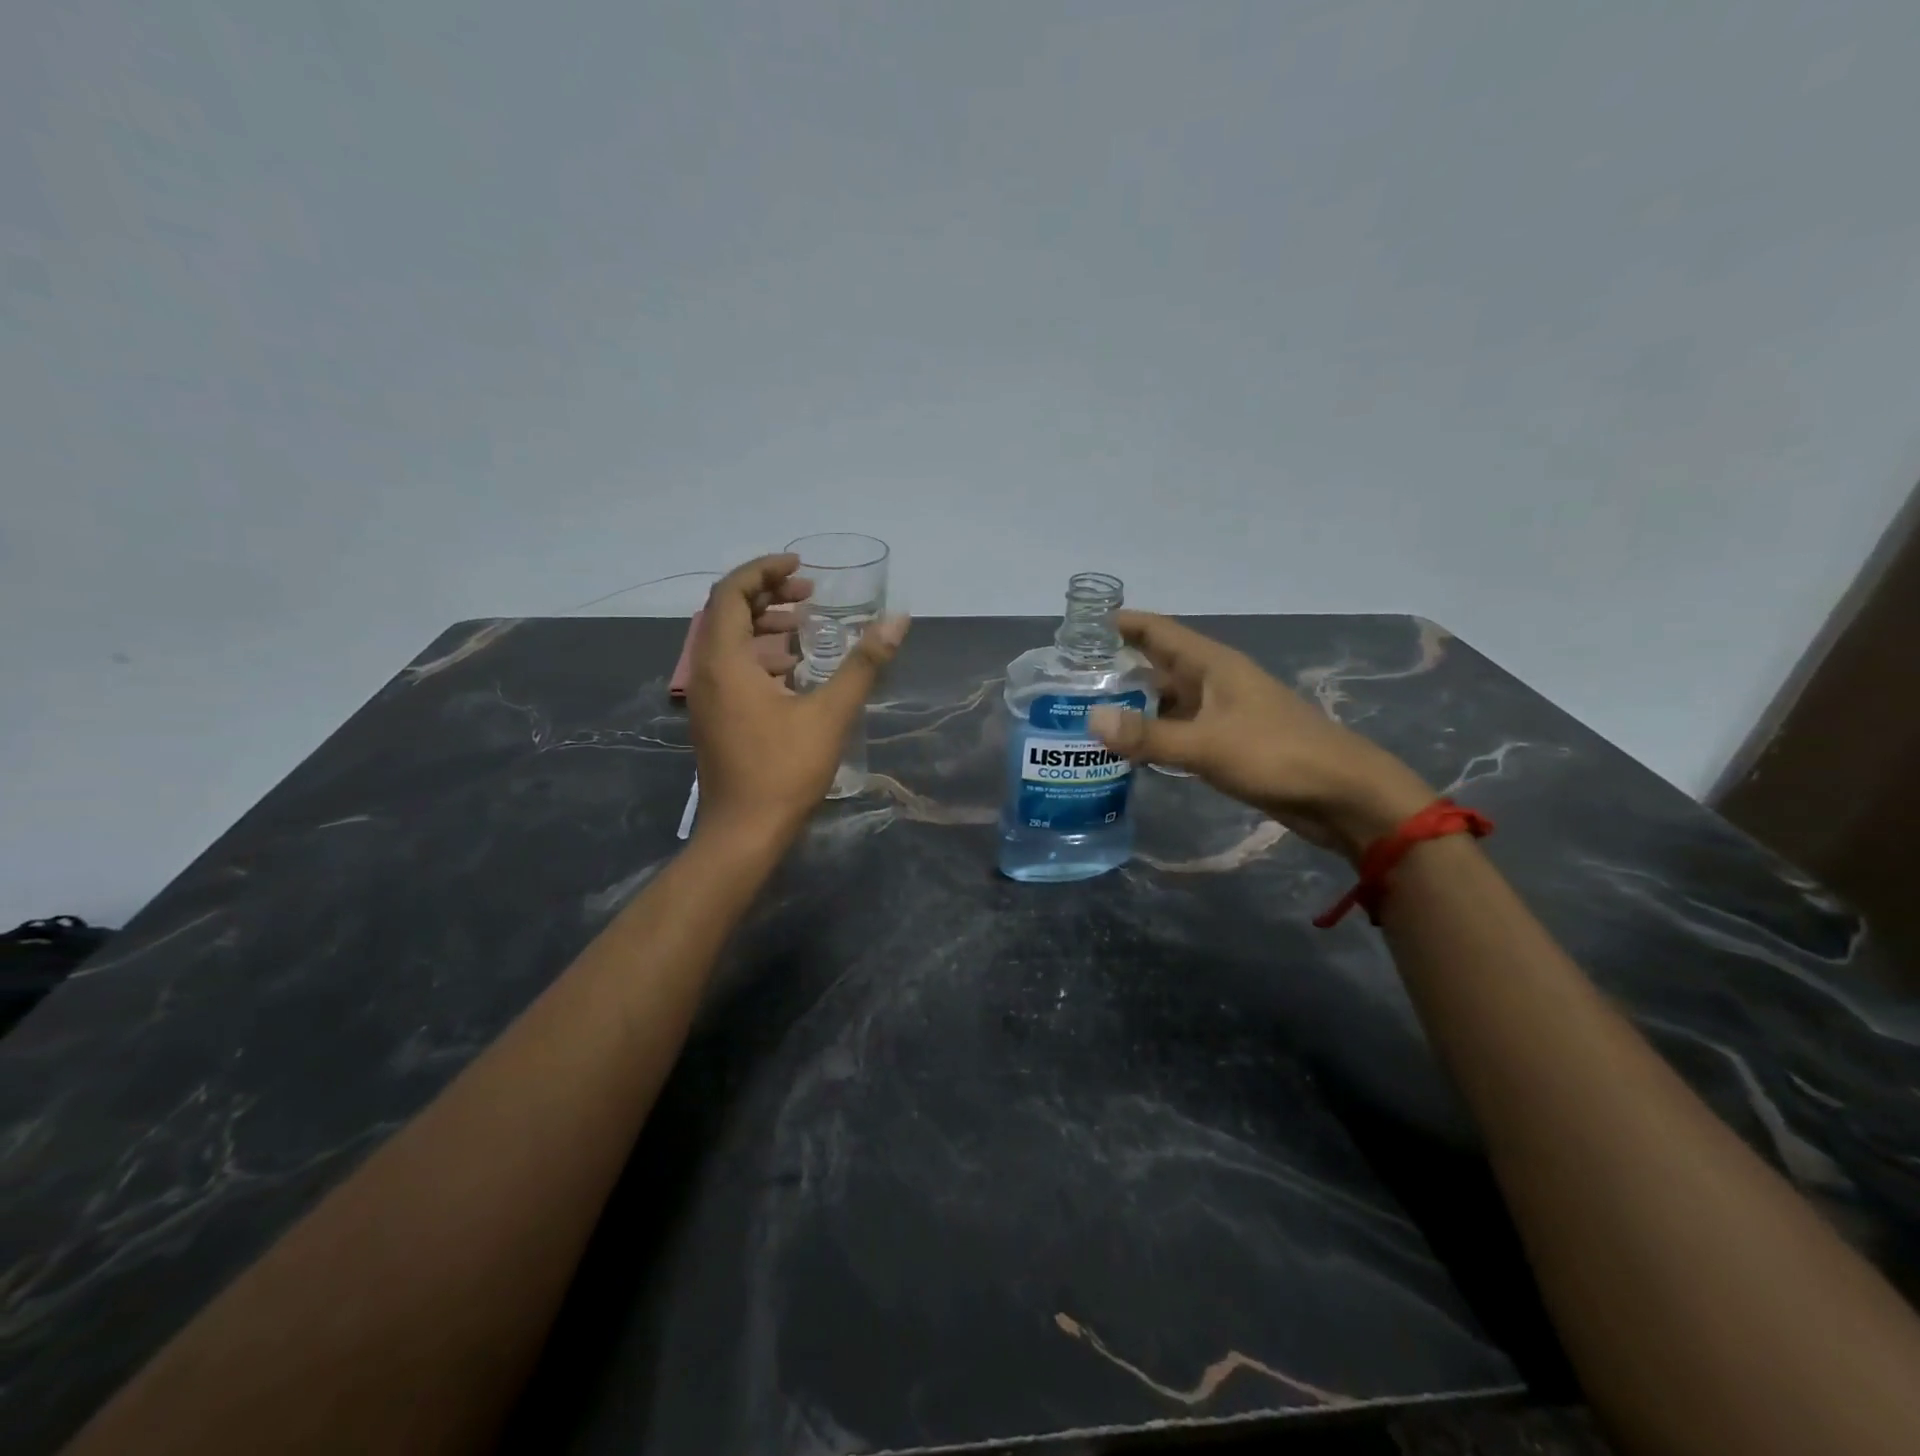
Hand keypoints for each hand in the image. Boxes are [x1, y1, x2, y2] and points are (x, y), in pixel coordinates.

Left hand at [687, 553, 909, 845]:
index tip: (801, 566)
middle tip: (809, 594)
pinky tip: (795, 672)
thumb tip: (898, 622)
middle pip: (727, 612)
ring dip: (764, 626)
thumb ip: (864, 664)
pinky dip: (759, 656)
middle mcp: (705, 672)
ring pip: (728, 642)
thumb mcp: (830, 713)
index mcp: (724, 661)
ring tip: (805, 627)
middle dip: (768, 595)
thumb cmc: (784, 770)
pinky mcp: (714, 719)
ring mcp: (706, 698)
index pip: (732, 592)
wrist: (743, 833)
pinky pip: (731, 669)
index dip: (764, 570)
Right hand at [1088, 612, 1431, 861]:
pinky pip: (1178, 731)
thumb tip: (1091, 721)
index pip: (1158, 631)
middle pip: (1157, 666)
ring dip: (1132, 707)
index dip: (1122, 623)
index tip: (1079, 627)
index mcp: (1212, 665)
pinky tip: (1126, 751)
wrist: (1340, 794)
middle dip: (1116, 669)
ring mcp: (1220, 713)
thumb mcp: (1207, 744)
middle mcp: (1213, 682)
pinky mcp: (1226, 744)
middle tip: (1069, 680)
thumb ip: (1149, 735)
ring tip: (1085, 715)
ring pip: (1165, 702)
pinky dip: (1152, 737)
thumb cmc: (1276, 754)